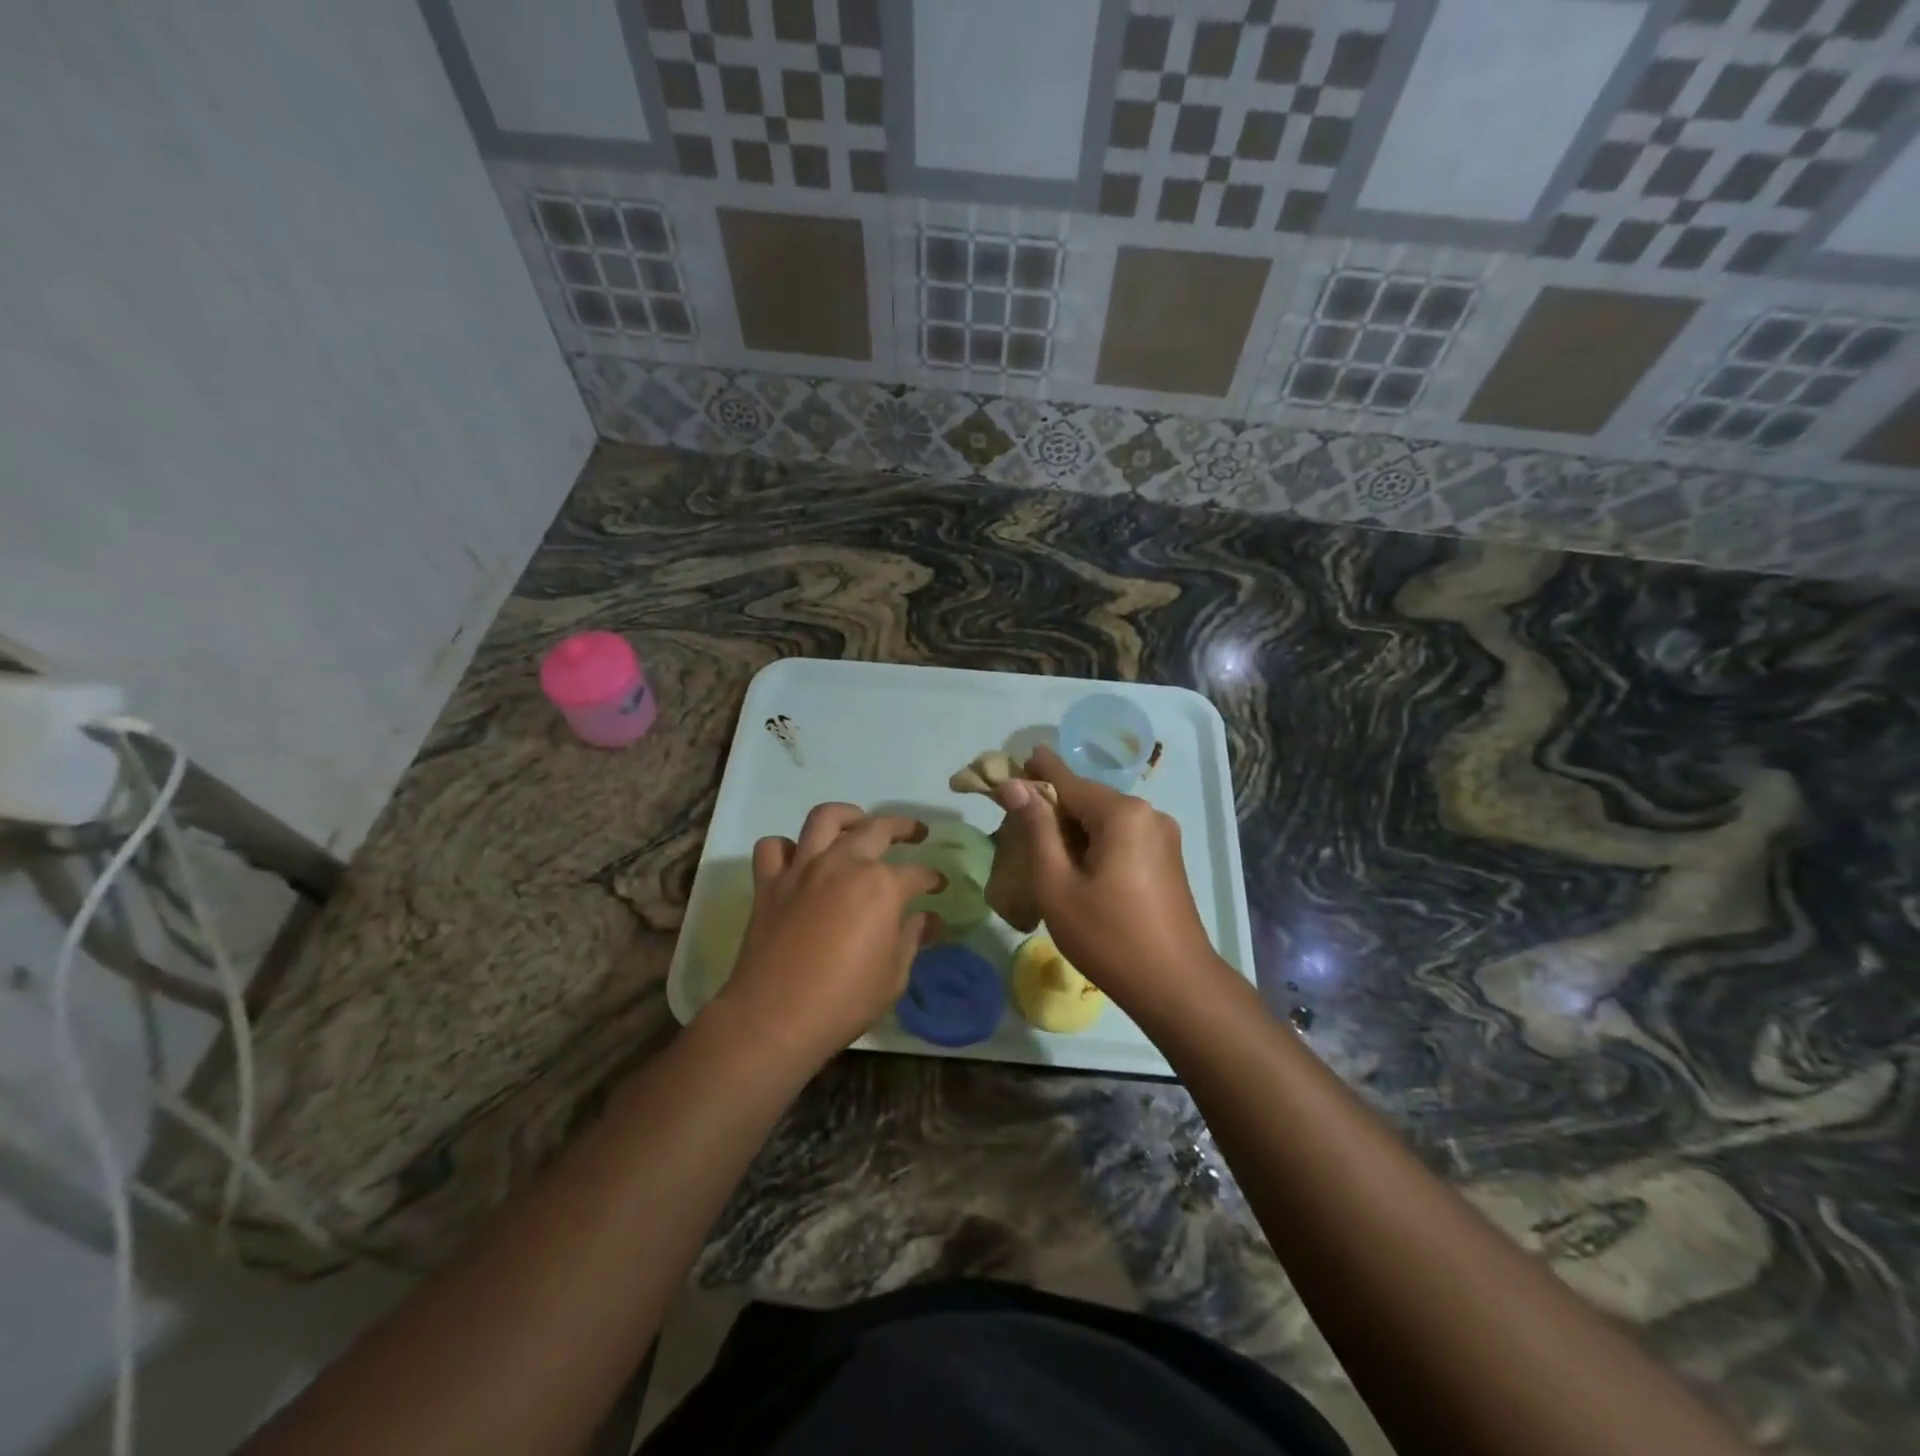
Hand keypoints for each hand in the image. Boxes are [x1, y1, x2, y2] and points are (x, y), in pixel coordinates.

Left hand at [711, 803, 941, 1068]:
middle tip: (915, 833)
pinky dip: (787, 847)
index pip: (917, 873)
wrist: (775, 1018)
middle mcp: (843, 864)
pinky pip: (774, 848)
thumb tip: (928, 919)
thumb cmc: (844, 1001)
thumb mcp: (893, 976)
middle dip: (903, 827)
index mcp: (881, 886)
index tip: (939, 886)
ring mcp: (803, 869)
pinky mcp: (769, 883)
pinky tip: (799, 858)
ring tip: (858, 823)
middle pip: (877, 828)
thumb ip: (911, 938)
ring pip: (824, 819)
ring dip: (847, 816)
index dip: (932, 878)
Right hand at [994, 746, 1230, 1020]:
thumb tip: (1015, 785)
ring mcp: (1162, 836)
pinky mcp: (1167, 859)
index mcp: (1121, 813)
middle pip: (1087, 799)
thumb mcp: (1057, 884)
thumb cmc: (1108, 936)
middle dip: (1053, 805)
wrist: (1176, 986)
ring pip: (1104, 820)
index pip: (1067, 780)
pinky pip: (1121, 837)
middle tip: (1016, 819)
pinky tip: (1076, 865)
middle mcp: (1147, 813)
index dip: (1037, 771)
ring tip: (1040, 847)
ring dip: (1072, 828)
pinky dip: (1094, 843)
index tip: (1015, 758)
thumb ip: (1036, 829)